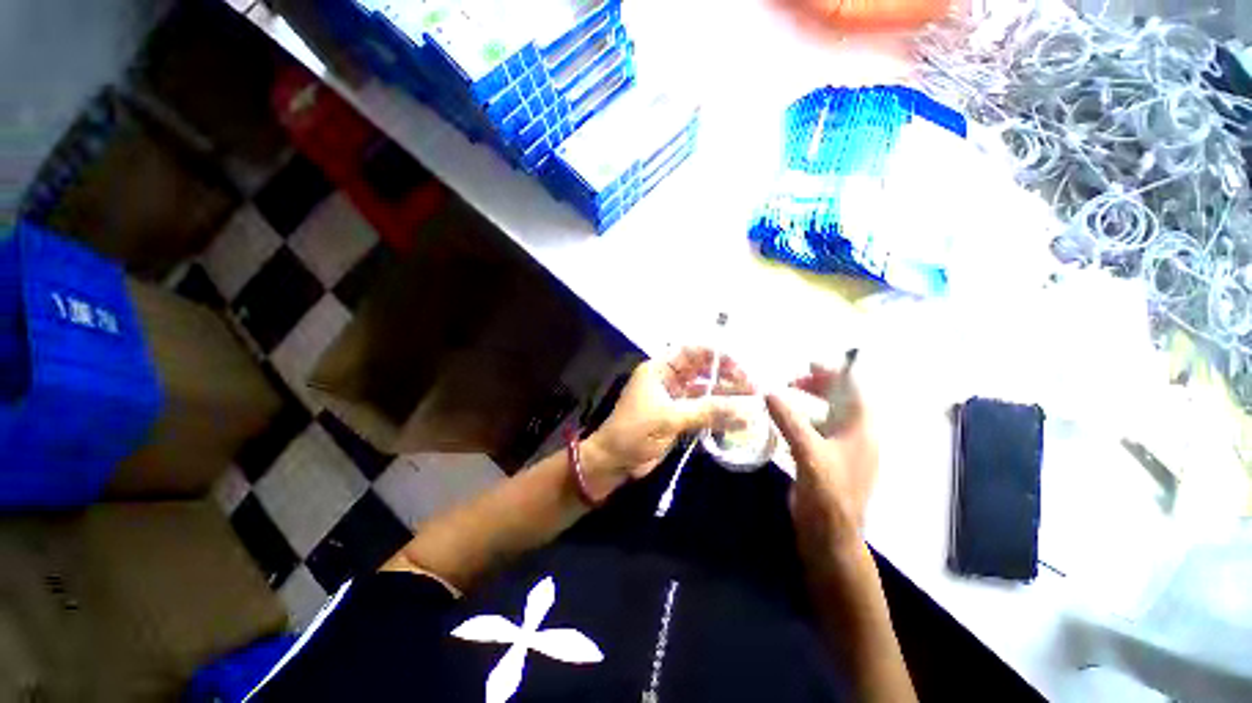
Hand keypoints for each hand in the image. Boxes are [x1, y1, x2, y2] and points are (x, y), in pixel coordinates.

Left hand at [584, 348, 752, 492]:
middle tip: (751, 387)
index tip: (739, 367)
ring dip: (724, 395)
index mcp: (659, 370)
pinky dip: (717, 413)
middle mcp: (668, 380)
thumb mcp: (670, 418)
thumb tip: (746, 412)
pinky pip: (701, 410)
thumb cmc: (635, 431)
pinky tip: (736, 418)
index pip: (691, 352)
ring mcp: (673, 399)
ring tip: (751, 401)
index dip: (715, 356)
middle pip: (700, 370)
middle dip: (725, 375)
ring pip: (703, 391)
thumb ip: (707, 412)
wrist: (614, 460)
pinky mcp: (678, 418)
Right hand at [766, 363, 877, 567]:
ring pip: (830, 414)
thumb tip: (770, 392)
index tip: (807, 364)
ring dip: (810, 401)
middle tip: (791, 381)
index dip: (834, 372)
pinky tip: (786, 423)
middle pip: (842, 399)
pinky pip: (820, 430)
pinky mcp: (830, 460)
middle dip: (818, 385)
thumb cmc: (827, 493)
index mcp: (861, 430)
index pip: (854, 389)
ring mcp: (844, 449)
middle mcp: (857, 435)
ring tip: (786, 396)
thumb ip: (789, 420)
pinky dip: (804, 419)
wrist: (830, 534)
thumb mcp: (808, 453)